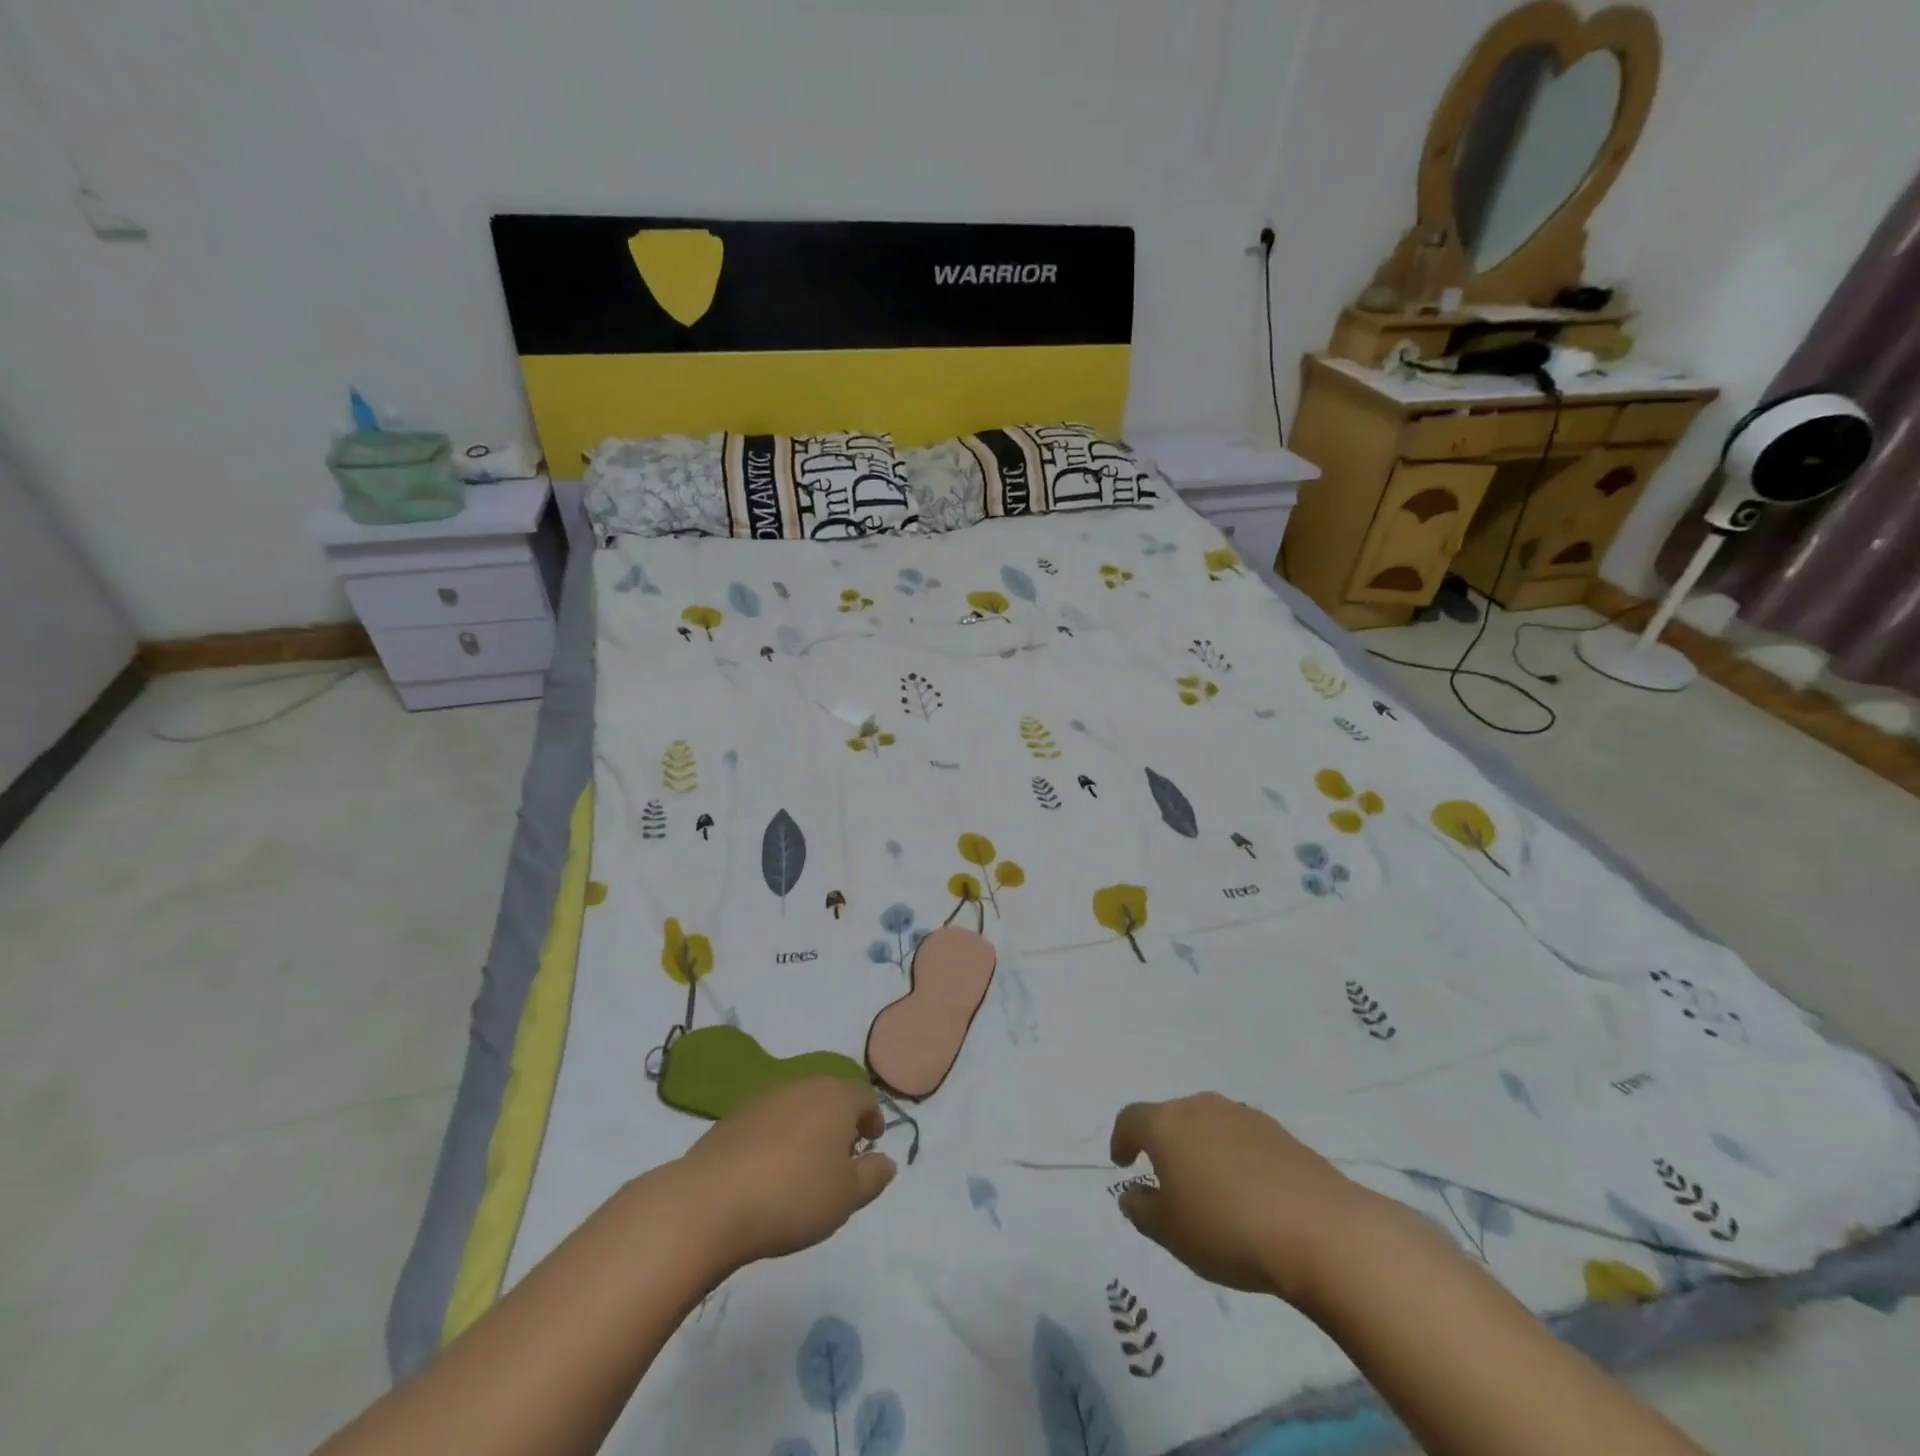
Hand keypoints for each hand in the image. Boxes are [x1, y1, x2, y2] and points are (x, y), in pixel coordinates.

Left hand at [669, 1078, 896, 1274]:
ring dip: (807, 1128)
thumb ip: (873, 1176)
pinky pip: (768, 1121)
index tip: (870, 1144)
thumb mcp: (847, 1197)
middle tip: (840, 1158)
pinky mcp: (733, 1116)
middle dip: (840, 1122)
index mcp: (836, 1097)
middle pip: (830, 1096)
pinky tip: (768, 1172)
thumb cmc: (793, 1196)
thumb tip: (886, 1160)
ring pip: (798, 1106)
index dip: (873, 1118)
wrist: (711, 1202)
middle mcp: (803, 1085)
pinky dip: (777, 1138)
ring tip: (804, 1167)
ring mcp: (764, 1097)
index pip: (865, 1096)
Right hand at [1110, 1093, 1385, 1304]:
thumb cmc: (1228, 1229)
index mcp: (1167, 1124)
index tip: (1122, 1162)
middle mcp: (1201, 1107)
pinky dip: (1234, 1158)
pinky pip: (1241, 1139)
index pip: (1131, 1118)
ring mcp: (1243, 1116)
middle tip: (1167, 1180)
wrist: (1320, 1230)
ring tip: (1210, 1189)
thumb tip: (1132, 1193)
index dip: (1121, 1139)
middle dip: (1164, 1145)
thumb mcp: (1171, 1233)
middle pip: (1171, 1118)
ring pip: (1208, 1126)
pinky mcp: (1279, 1132)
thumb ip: (1141, 1210)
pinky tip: (1248, 1193)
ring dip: (1201, 1149)